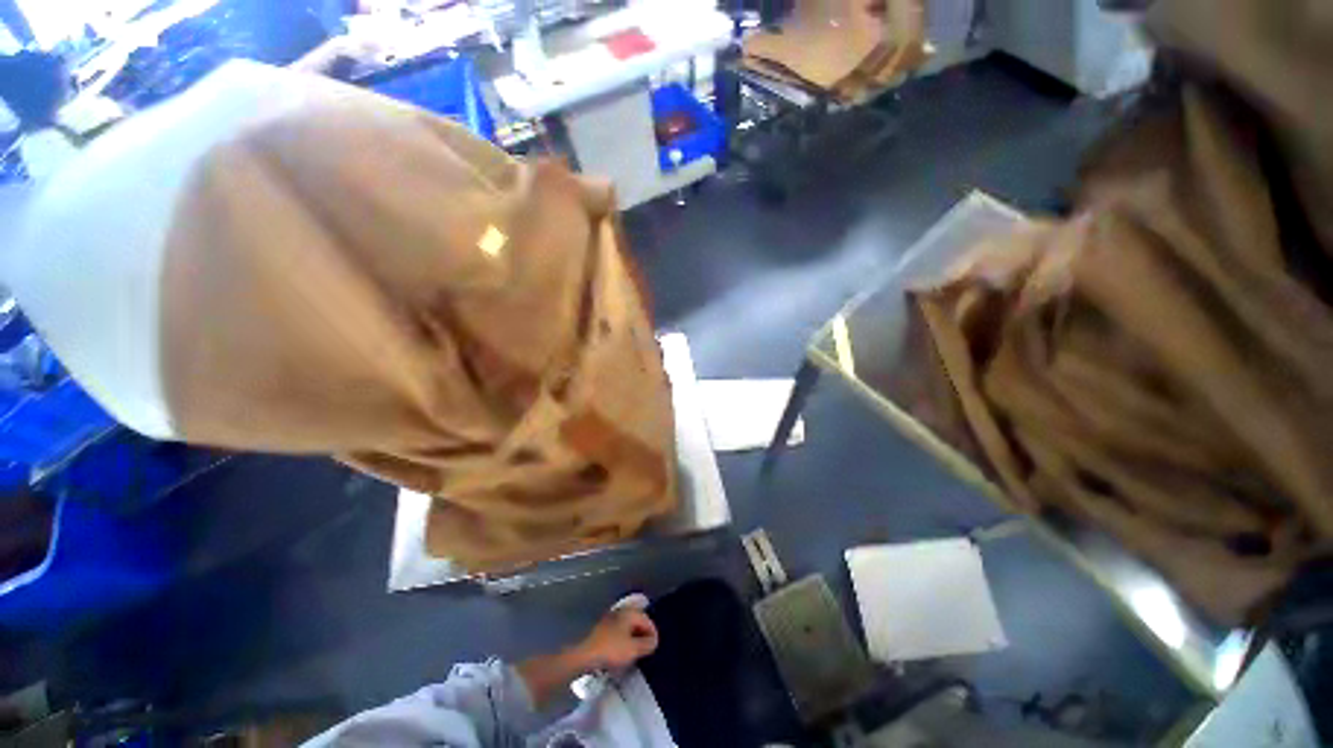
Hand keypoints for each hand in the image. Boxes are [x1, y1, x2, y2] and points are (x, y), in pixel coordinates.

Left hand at [515, 606, 658, 707]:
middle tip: (645, 652)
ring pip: (627, 629)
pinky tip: (620, 655)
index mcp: (630, 613)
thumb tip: (654, 641)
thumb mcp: (633, 649)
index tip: (653, 650)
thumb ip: (647, 644)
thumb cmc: (611, 650)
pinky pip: (617, 634)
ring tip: (633, 655)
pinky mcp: (601, 630)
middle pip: (637, 623)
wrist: (584, 655)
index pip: (648, 621)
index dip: (653, 635)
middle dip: (642, 636)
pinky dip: (622, 642)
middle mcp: (620, 612)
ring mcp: (609, 620)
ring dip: (632, 640)